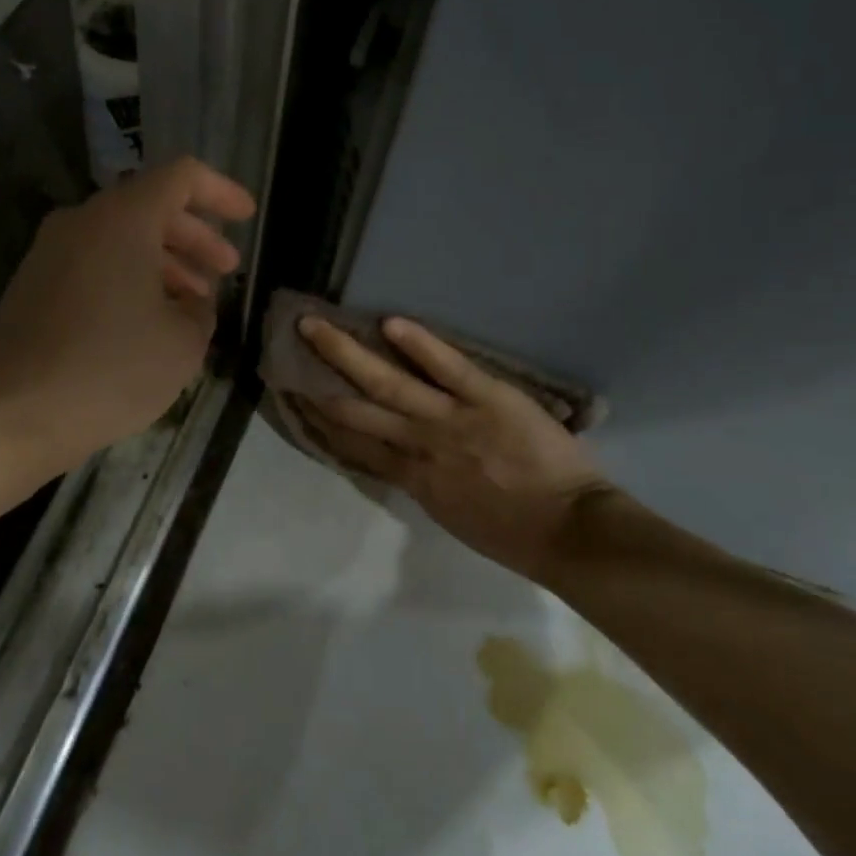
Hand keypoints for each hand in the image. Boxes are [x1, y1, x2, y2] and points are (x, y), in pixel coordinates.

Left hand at [0, 158, 255, 467]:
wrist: (13, 415)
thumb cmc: (112, 369)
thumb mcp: (183, 342)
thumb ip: (200, 309)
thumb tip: (190, 303)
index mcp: (122, 219)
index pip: (181, 177)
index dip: (221, 192)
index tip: (248, 217)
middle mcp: (81, 222)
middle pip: (150, 207)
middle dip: (195, 236)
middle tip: (227, 269)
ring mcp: (50, 253)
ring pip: (121, 238)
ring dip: (164, 262)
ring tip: (194, 303)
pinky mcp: (34, 285)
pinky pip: (95, 263)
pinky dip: (130, 278)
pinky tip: (150, 319)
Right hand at [295, 317, 611, 584]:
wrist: (570, 532)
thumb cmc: (514, 533)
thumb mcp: (452, 515)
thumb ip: (422, 481)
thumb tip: (398, 458)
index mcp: (411, 478)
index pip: (353, 444)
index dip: (320, 421)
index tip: (295, 397)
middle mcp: (418, 445)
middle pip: (355, 410)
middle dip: (317, 383)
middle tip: (285, 357)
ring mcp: (451, 420)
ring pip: (388, 382)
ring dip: (346, 353)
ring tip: (314, 327)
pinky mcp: (488, 398)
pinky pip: (448, 368)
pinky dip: (419, 344)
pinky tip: (390, 322)